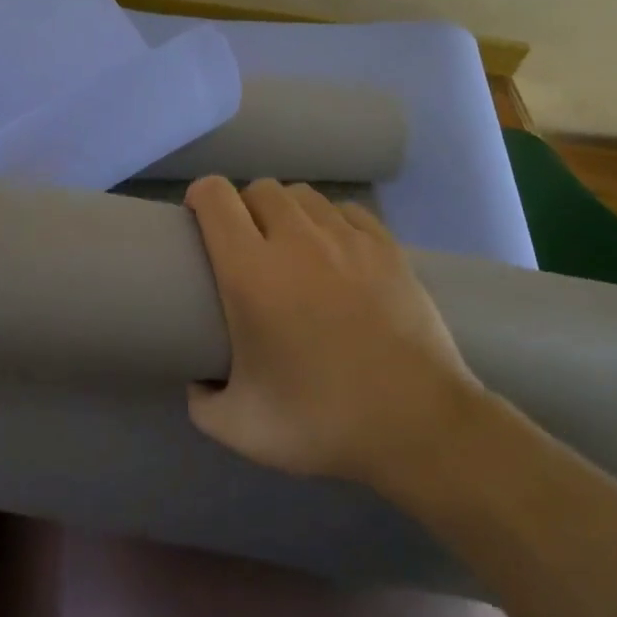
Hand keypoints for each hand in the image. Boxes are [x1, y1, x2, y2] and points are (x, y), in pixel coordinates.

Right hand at [184, 176, 481, 490]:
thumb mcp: (239, 428)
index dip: (199, 198)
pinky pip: (346, 210)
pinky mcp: (387, 246)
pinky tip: (335, 252)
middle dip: (243, 207)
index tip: (196, 222)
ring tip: (290, 246)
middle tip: (246, 245)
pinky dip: (330, 221)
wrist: (419, 425)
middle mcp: (296, 240)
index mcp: (251, 272)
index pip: (215, 197)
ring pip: (303, 195)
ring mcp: (347, 238)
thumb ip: (201, 401)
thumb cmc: (323, 421)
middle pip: (259, 189)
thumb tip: (198, 380)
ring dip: (286, 211)